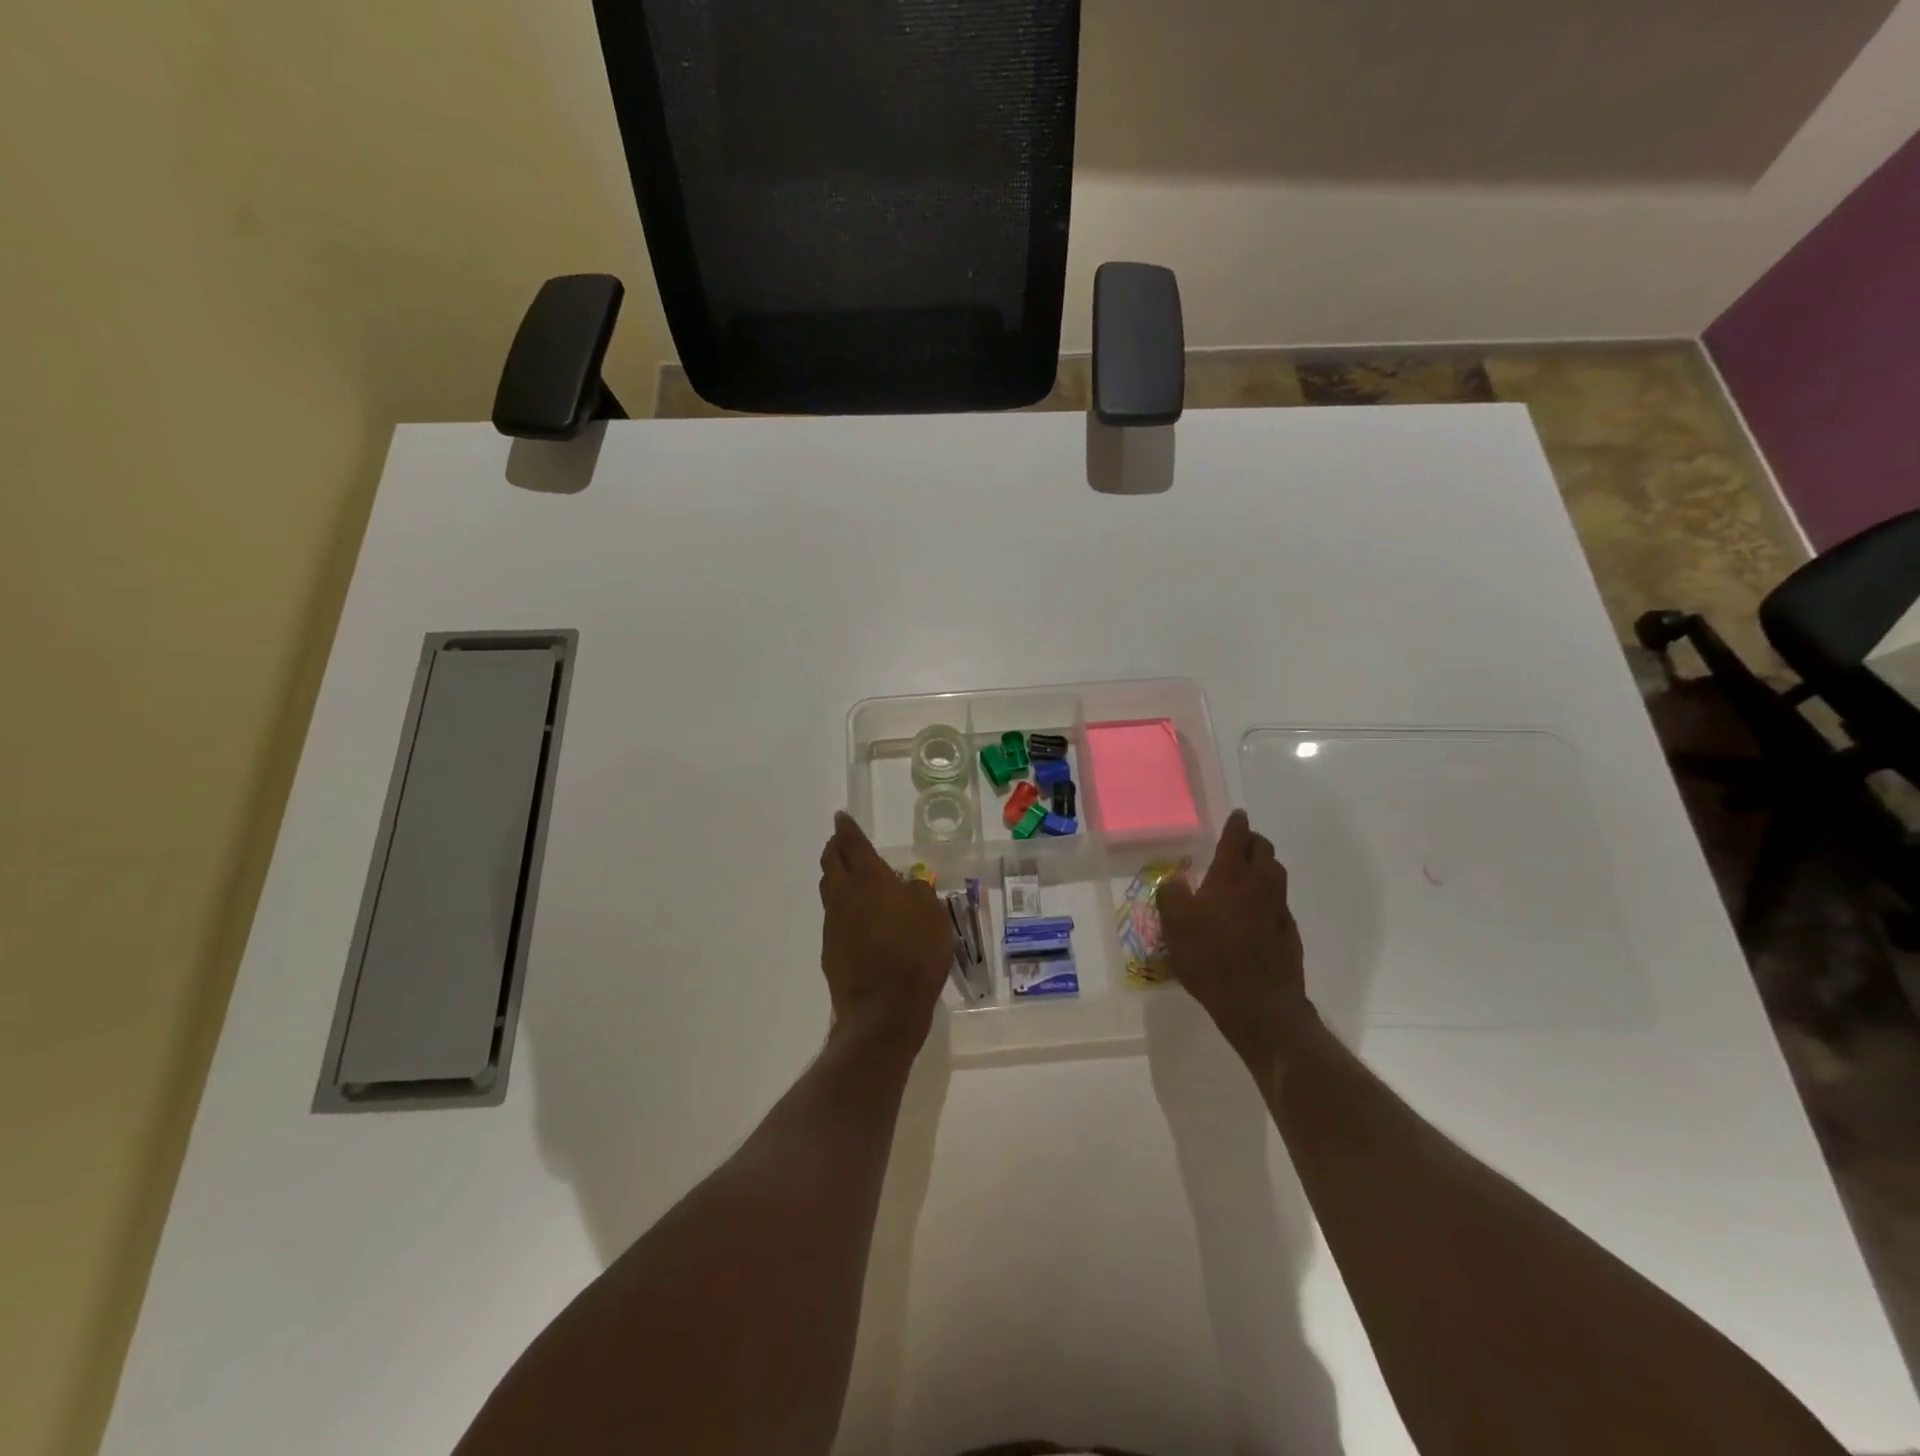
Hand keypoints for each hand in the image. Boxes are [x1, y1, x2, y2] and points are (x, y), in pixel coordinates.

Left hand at [818, 812, 952, 1051]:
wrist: (883, 1010)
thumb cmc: (915, 955)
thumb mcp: (934, 917)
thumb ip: (920, 894)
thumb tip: (908, 886)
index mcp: (870, 880)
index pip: (853, 844)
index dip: (847, 828)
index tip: (841, 817)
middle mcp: (845, 895)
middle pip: (831, 862)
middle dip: (835, 847)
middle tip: (843, 842)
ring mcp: (833, 923)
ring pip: (829, 889)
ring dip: (835, 876)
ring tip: (849, 876)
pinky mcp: (830, 949)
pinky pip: (833, 917)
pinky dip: (842, 908)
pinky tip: (857, 919)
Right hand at [1159, 810, 1314, 1064]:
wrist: (1259, 1003)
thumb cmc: (1210, 957)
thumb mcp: (1174, 924)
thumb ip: (1171, 894)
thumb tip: (1176, 879)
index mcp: (1231, 875)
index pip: (1237, 838)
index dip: (1236, 824)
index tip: (1237, 814)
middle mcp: (1260, 884)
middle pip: (1264, 850)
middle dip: (1253, 841)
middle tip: (1239, 842)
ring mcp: (1279, 909)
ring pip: (1276, 874)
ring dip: (1264, 866)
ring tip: (1247, 872)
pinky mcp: (1289, 933)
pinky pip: (1279, 902)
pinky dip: (1268, 896)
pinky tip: (1254, 912)